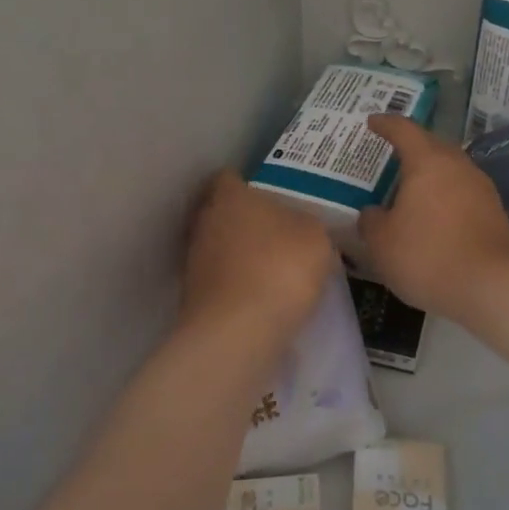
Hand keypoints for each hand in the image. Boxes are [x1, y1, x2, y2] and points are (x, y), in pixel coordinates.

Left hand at [182, 171, 337, 343]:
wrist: (237, 332)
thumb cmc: (280, 268)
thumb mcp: (315, 238)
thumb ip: (307, 224)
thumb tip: (299, 226)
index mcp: (231, 196)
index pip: (230, 177)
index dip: (248, 184)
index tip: (271, 197)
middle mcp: (205, 221)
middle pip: (221, 212)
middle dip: (244, 221)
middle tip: (276, 232)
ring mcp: (194, 259)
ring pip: (219, 247)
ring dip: (239, 255)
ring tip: (271, 270)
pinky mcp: (192, 295)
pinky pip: (220, 279)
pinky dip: (236, 284)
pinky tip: (260, 297)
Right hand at [358, 115, 508, 319]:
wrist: (492, 286)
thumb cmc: (428, 255)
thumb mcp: (382, 242)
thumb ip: (372, 222)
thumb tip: (373, 213)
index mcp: (428, 162)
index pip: (404, 130)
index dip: (386, 124)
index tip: (372, 122)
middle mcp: (458, 166)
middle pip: (432, 146)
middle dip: (412, 147)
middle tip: (391, 154)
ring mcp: (481, 188)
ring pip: (450, 170)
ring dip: (431, 174)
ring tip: (410, 187)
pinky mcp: (494, 212)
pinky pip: (462, 193)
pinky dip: (444, 197)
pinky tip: (433, 215)